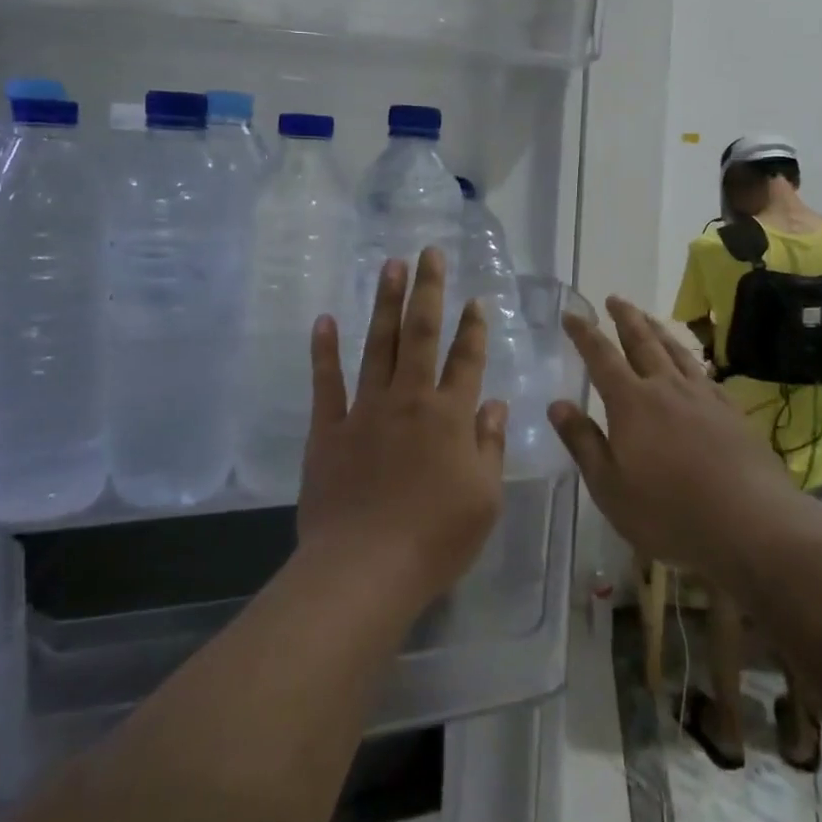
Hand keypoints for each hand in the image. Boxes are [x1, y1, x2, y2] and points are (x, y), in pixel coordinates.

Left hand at [296, 249, 507, 611]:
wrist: (365, 568)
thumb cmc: (436, 539)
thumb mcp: (484, 498)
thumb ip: (490, 446)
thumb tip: (496, 405)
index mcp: (450, 416)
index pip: (466, 360)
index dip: (473, 328)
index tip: (476, 300)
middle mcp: (409, 400)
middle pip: (421, 334)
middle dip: (427, 290)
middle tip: (429, 253)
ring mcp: (365, 410)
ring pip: (379, 345)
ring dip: (385, 304)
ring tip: (390, 266)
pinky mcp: (328, 428)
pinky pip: (326, 382)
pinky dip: (324, 350)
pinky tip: (325, 320)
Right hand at [549, 297, 785, 572]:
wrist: (751, 524)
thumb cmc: (669, 512)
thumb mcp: (610, 486)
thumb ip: (583, 442)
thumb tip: (557, 404)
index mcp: (632, 403)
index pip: (602, 357)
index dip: (584, 334)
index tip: (572, 314)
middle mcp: (666, 388)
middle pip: (642, 342)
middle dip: (625, 318)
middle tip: (614, 299)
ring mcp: (704, 397)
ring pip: (676, 351)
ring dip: (658, 330)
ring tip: (648, 317)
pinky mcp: (732, 412)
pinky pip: (704, 372)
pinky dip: (690, 358)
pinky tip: (692, 363)